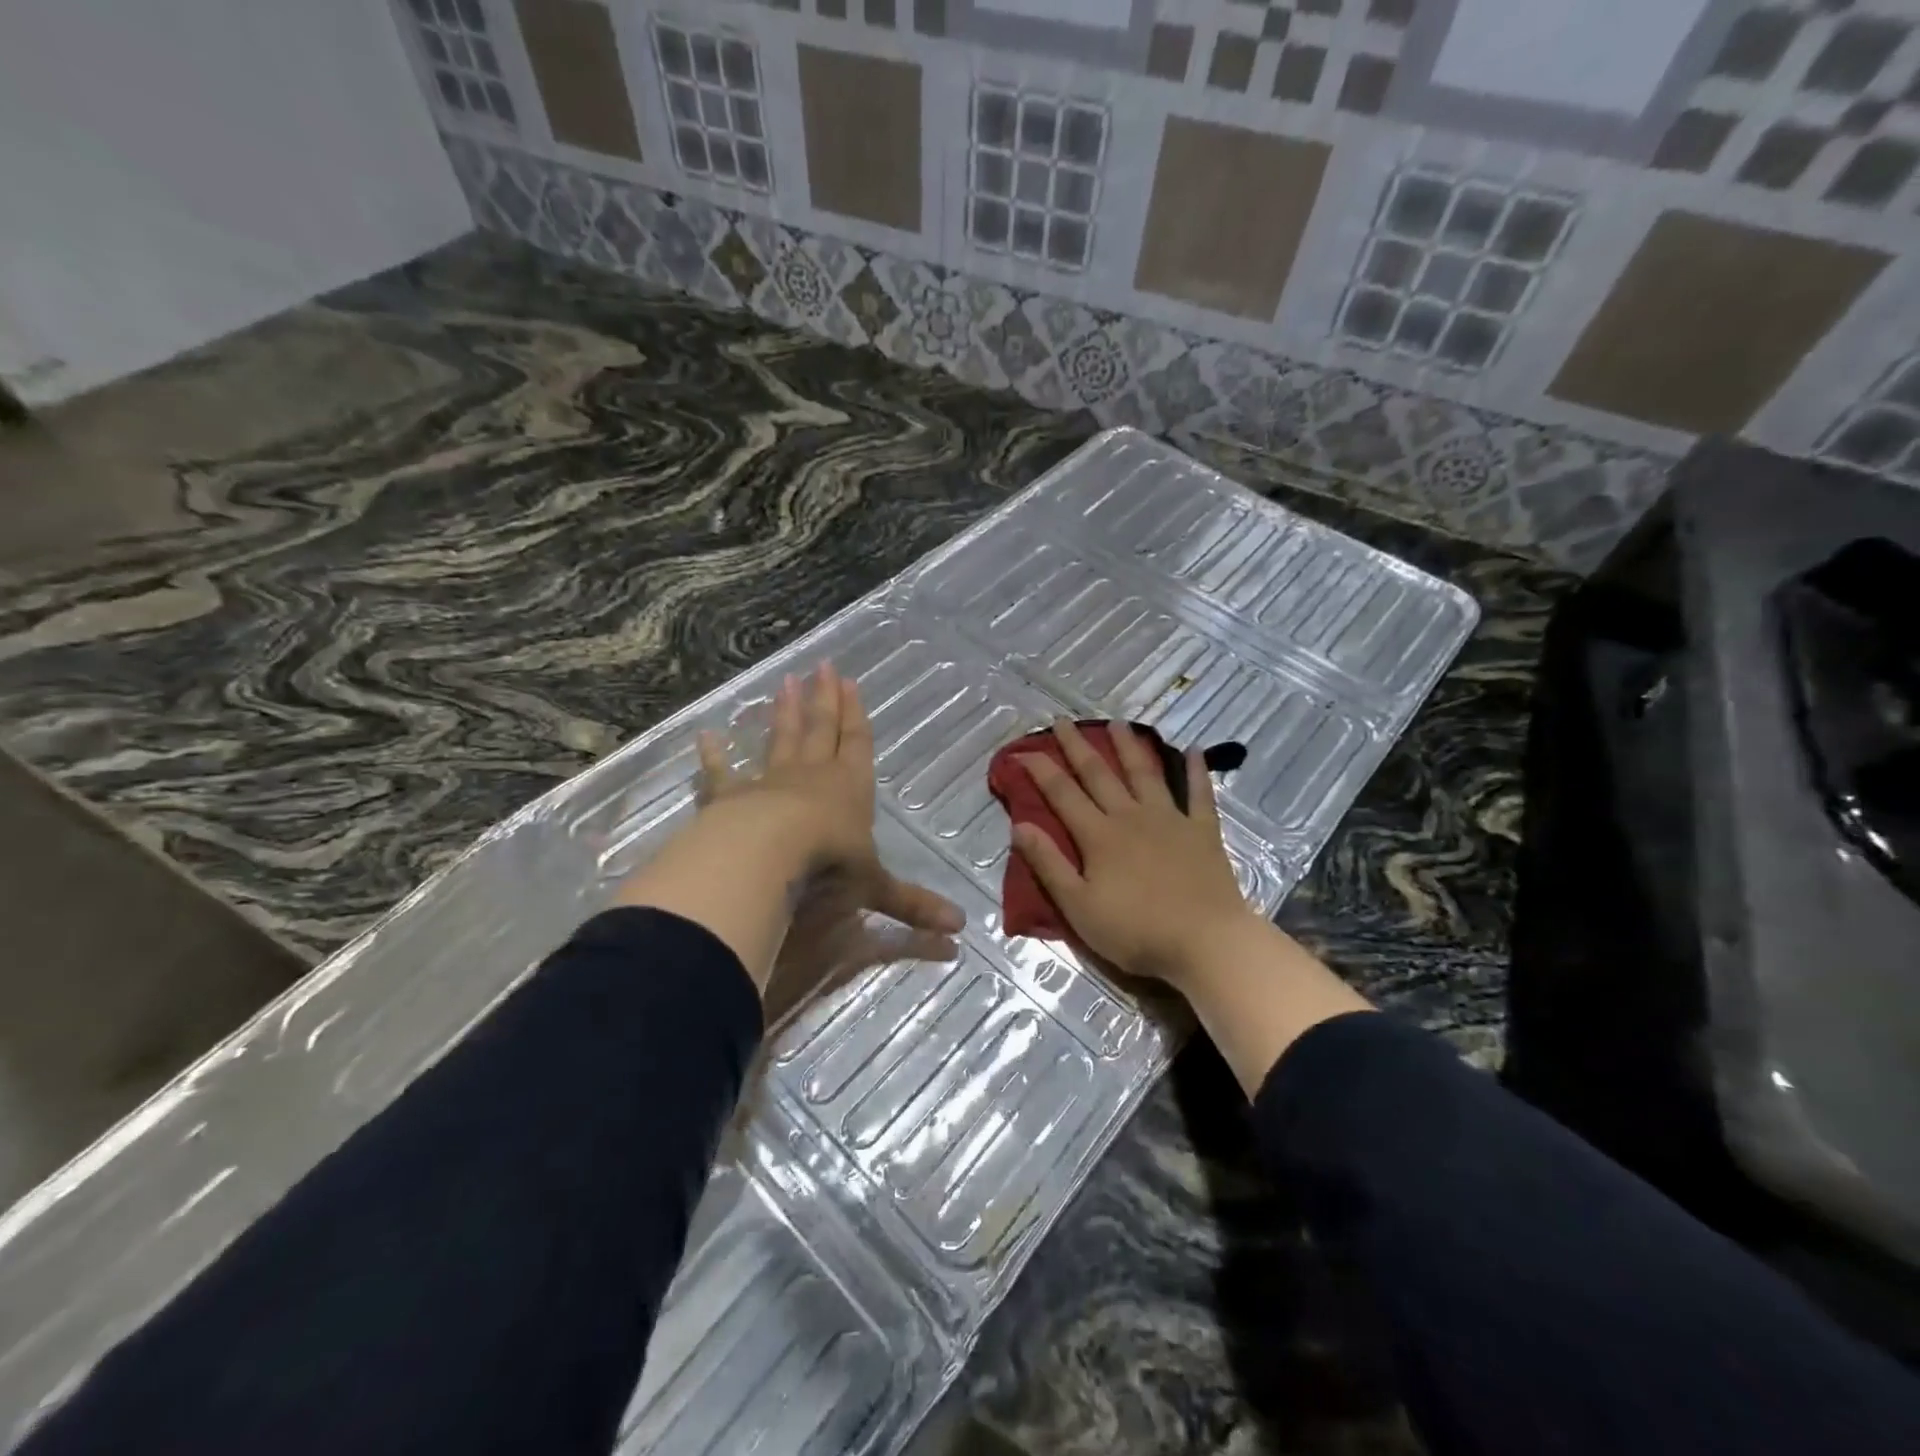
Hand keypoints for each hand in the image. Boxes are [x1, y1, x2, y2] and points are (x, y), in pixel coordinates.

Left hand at [691, 663, 962, 1017]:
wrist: (767, 857)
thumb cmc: (828, 865)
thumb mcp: (875, 889)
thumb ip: (912, 907)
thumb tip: (960, 933)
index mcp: (850, 790)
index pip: (857, 744)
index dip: (855, 715)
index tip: (850, 682)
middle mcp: (812, 777)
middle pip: (821, 729)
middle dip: (823, 699)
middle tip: (822, 666)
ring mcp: (769, 783)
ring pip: (780, 740)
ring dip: (783, 713)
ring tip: (784, 682)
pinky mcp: (731, 798)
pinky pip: (721, 773)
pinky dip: (714, 756)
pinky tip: (706, 735)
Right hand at [1010, 719, 1372, 1095]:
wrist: (1205, 941)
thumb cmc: (1136, 931)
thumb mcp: (1078, 906)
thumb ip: (1048, 864)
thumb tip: (1019, 825)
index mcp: (1098, 835)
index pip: (1062, 794)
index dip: (1040, 770)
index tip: (1022, 750)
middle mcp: (1131, 816)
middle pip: (1099, 774)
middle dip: (1078, 746)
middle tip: (1064, 720)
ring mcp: (1170, 819)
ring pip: (1144, 773)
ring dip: (1129, 746)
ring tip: (1118, 722)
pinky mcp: (1202, 831)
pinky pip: (1199, 793)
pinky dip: (1196, 770)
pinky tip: (1193, 749)